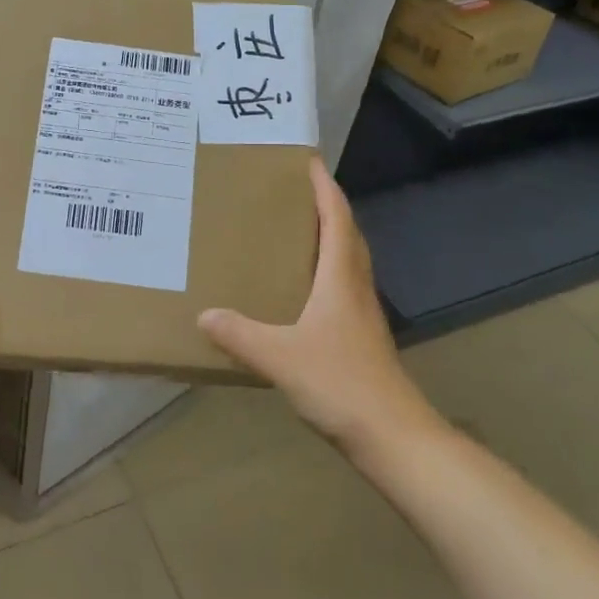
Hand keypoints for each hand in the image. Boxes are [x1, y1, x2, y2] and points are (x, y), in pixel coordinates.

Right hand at [198, 159, 441, 457]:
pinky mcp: (360, 336)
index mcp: (341, 277)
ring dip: (327, 236)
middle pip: (346, 233)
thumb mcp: (281, 357)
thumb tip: (204, 314)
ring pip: (347, 260)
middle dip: (325, 206)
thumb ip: (240, 334)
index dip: (324, 188)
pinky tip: (300, 287)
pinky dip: (324, 270)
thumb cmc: (341, 384)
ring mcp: (362, 313)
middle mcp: (355, 286)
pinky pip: (342, 285)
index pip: (337, 218)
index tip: (308, 160)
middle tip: (293, 190)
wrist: (394, 437)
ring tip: (293, 229)